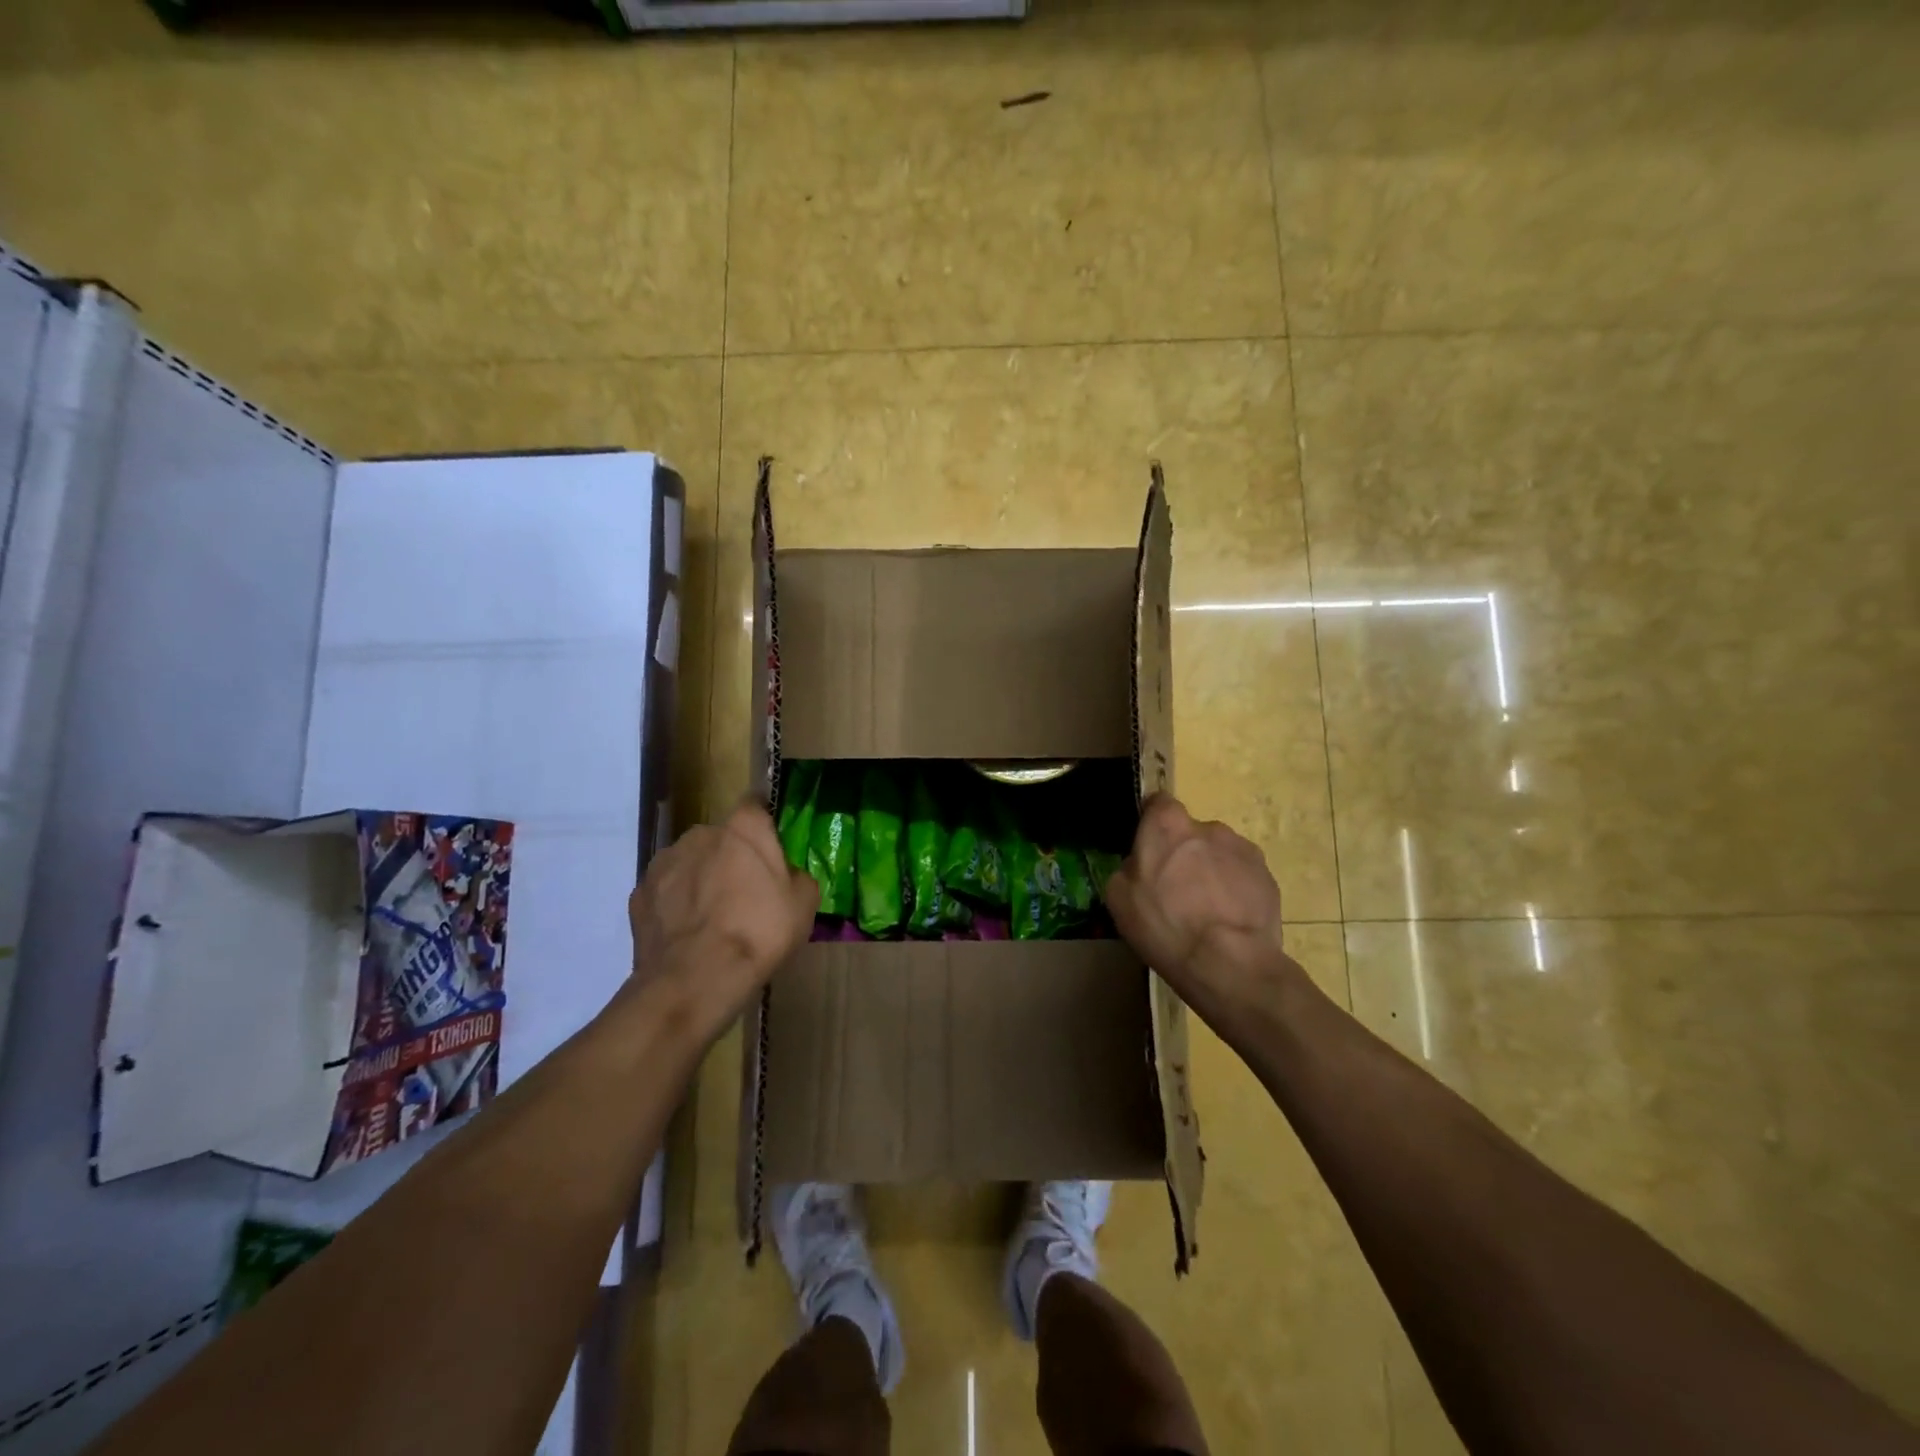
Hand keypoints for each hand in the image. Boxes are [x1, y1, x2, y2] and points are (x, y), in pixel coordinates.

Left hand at [627, 801, 818, 1037]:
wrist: (695, 978)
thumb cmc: (759, 932)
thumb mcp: (804, 904)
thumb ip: (796, 877)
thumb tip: (785, 875)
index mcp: (743, 829)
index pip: (754, 804)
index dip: (762, 823)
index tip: (769, 845)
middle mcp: (700, 834)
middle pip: (719, 838)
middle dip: (729, 857)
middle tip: (744, 892)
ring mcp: (663, 863)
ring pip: (689, 863)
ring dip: (699, 879)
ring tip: (711, 919)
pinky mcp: (639, 895)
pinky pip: (665, 892)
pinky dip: (674, 905)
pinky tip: (687, 934)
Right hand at [1105, 795, 1295, 1024]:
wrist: (1228, 963)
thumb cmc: (1165, 925)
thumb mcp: (1119, 898)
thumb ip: (1128, 868)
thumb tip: (1140, 864)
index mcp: (1168, 825)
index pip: (1158, 803)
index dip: (1152, 823)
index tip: (1149, 847)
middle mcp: (1209, 827)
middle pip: (1191, 832)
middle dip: (1184, 853)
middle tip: (1176, 890)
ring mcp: (1243, 850)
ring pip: (1220, 854)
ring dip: (1212, 871)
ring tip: (1207, 911)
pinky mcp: (1268, 876)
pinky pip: (1243, 876)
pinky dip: (1235, 891)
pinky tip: (1228, 921)